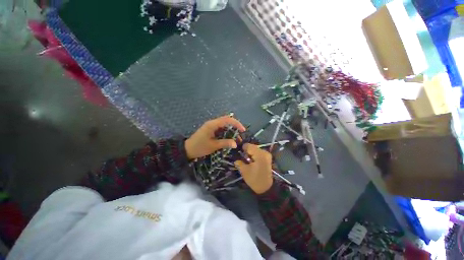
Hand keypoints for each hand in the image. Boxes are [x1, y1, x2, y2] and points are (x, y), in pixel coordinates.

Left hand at [185, 116, 245, 159]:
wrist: (187, 149)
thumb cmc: (199, 147)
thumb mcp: (213, 146)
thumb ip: (225, 143)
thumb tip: (235, 143)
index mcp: (212, 125)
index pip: (227, 120)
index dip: (236, 123)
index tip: (243, 130)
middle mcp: (212, 123)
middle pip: (227, 120)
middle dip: (235, 126)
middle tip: (240, 134)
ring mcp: (211, 126)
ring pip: (224, 124)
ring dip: (231, 130)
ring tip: (236, 138)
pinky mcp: (211, 130)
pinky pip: (221, 129)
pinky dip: (226, 132)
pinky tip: (229, 138)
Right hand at [234, 144, 272, 193]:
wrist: (267, 188)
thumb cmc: (255, 180)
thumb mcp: (244, 171)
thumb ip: (239, 162)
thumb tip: (236, 159)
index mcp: (259, 154)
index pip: (248, 146)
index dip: (242, 148)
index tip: (238, 153)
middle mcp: (264, 152)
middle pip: (252, 147)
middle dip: (246, 151)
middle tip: (242, 158)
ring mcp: (267, 155)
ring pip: (255, 149)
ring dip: (250, 153)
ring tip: (246, 160)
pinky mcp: (267, 158)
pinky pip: (258, 153)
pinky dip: (254, 155)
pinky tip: (251, 161)